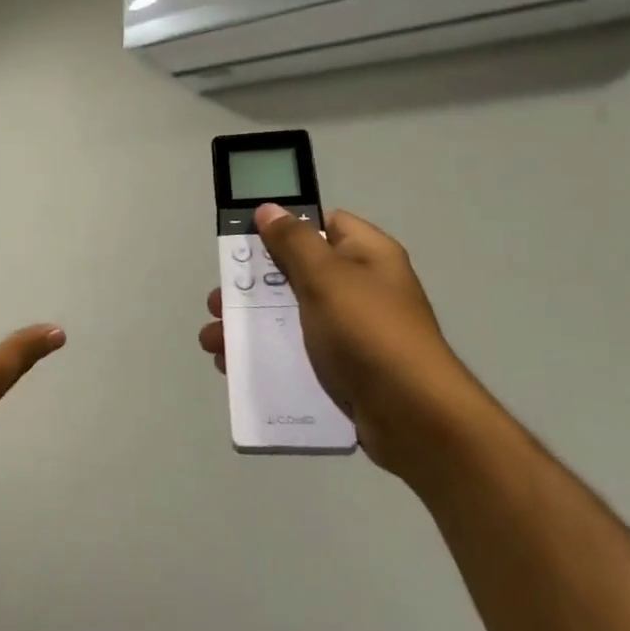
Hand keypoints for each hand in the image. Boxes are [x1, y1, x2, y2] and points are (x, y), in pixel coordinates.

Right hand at [198, 204, 488, 472]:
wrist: (416, 421)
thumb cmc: (369, 333)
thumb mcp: (326, 277)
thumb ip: (293, 241)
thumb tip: (269, 209)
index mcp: (367, 256)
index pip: (324, 224)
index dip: (285, 228)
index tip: (247, 241)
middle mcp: (362, 289)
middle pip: (297, 273)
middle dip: (254, 285)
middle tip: (219, 298)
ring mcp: (354, 332)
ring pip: (291, 316)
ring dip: (250, 325)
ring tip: (213, 340)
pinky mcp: (345, 371)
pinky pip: (298, 353)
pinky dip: (267, 357)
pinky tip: (233, 368)